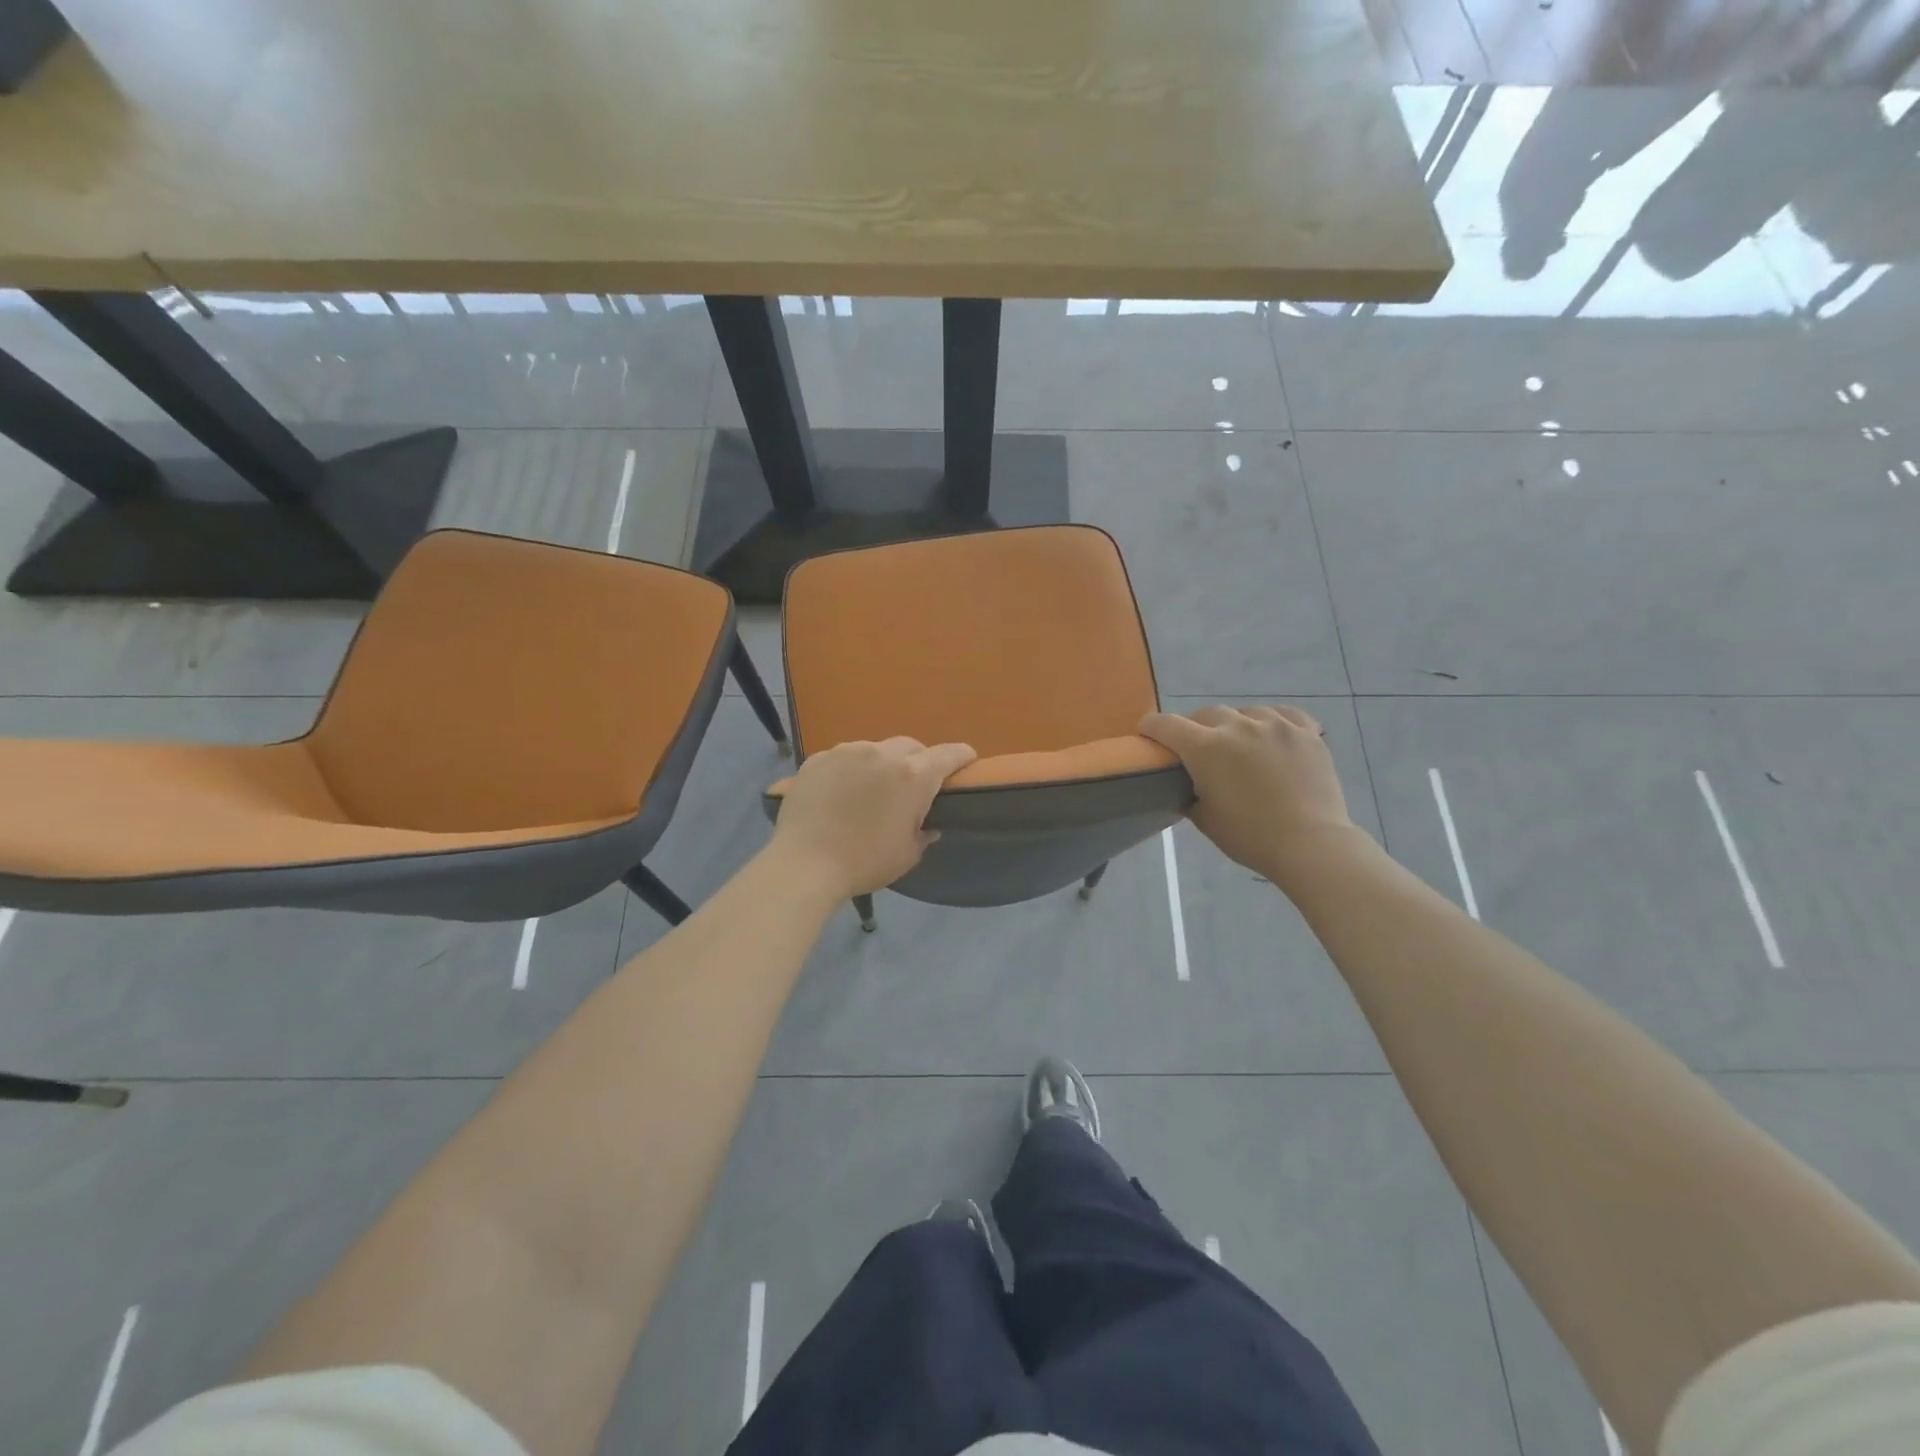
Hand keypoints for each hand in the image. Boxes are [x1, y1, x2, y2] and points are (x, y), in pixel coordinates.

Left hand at [769, 737, 977, 899]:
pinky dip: (850, 770)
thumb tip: (928, 824)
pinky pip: (843, 758)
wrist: (803, 864)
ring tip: (871, 789)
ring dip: (881, 764)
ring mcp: (846, 752)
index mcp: (913, 775)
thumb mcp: (907, 855)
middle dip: (919, 761)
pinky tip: (840, 793)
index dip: (962, 757)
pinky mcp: (817, 759)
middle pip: (911, 747)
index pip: (949, 754)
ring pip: (875, 749)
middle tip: (913, 786)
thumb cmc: (864, 862)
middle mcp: (882, 753)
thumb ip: (923, 833)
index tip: (966, 763)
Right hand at [1139, 705, 1356, 877]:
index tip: (1147, 735)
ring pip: (1244, 712)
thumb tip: (1186, 782)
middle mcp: (1237, 726)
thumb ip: (1188, 792)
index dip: (1151, 728)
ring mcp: (1275, 724)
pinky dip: (1272, 722)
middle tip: (1197, 748)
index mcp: (1205, 747)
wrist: (1310, 844)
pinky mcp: (1306, 731)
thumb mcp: (1204, 818)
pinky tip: (1272, 735)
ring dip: (1234, 724)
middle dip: (1195, 727)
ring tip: (1239, 743)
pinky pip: (1283, 714)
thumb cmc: (1249, 836)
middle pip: (1205, 713)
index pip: (1166, 724)